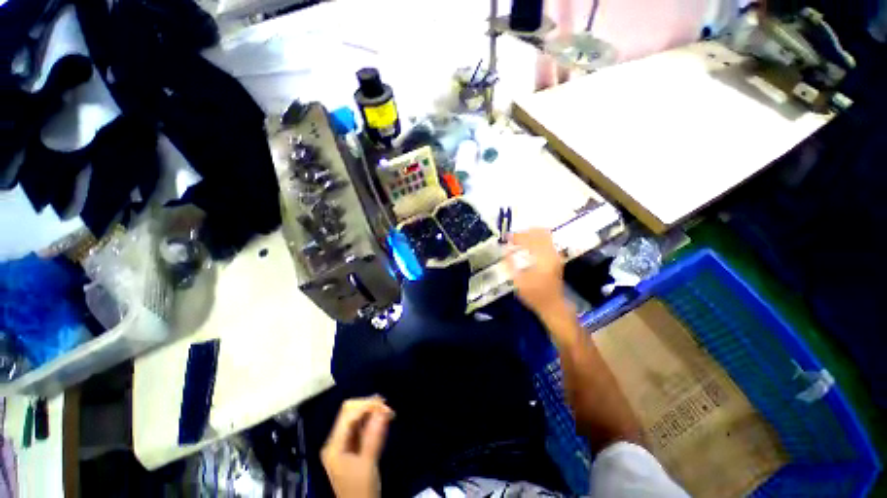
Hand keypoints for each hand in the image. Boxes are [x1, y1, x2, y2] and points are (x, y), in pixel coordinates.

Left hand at [321, 396, 393, 497]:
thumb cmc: (361, 489)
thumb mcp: (368, 463)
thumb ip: (374, 435)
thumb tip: (383, 410)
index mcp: (334, 445)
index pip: (348, 413)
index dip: (367, 405)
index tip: (386, 407)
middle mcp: (335, 440)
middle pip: (350, 411)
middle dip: (369, 406)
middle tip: (388, 409)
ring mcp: (342, 443)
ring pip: (356, 416)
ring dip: (372, 411)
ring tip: (389, 413)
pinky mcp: (350, 446)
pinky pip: (360, 425)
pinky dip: (371, 420)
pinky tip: (383, 420)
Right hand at [505, 229, 567, 317]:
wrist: (553, 305)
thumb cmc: (534, 295)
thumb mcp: (518, 281)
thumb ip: (510, 264)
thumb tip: (505, 250)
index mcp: (542, 258)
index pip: (529, 239)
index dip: (516, 236)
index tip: (506, 238)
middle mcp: (551, 253)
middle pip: (539, 232)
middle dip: (524, 233)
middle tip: (513, 237)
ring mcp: (555, 255)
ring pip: (544, 235)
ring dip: (531, 235)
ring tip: (519, 240)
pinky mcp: (556, 258)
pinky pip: (547, 241)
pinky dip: (536, 239)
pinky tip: (527, 246)